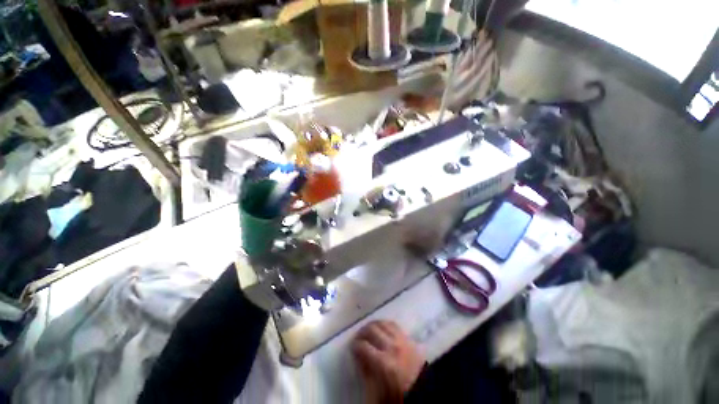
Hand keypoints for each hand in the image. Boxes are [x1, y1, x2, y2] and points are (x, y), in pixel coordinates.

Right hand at [352, 320, 424, 402]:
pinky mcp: (408, 338)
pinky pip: (394, 325)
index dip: (355, 345)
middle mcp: (392, 346)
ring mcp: (401, 340)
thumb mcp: (378, 392)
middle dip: (362, 332)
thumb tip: (359, 357)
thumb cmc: (399, 395)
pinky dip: (385, 324)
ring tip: (368, 330)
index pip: (364, 346)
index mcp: (383, 363)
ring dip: (373, 324)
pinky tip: (381, 327)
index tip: (352, 347)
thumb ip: (367, 373)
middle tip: (358, 337)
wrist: (424, 392)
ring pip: (383, 323)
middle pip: (372, 330)